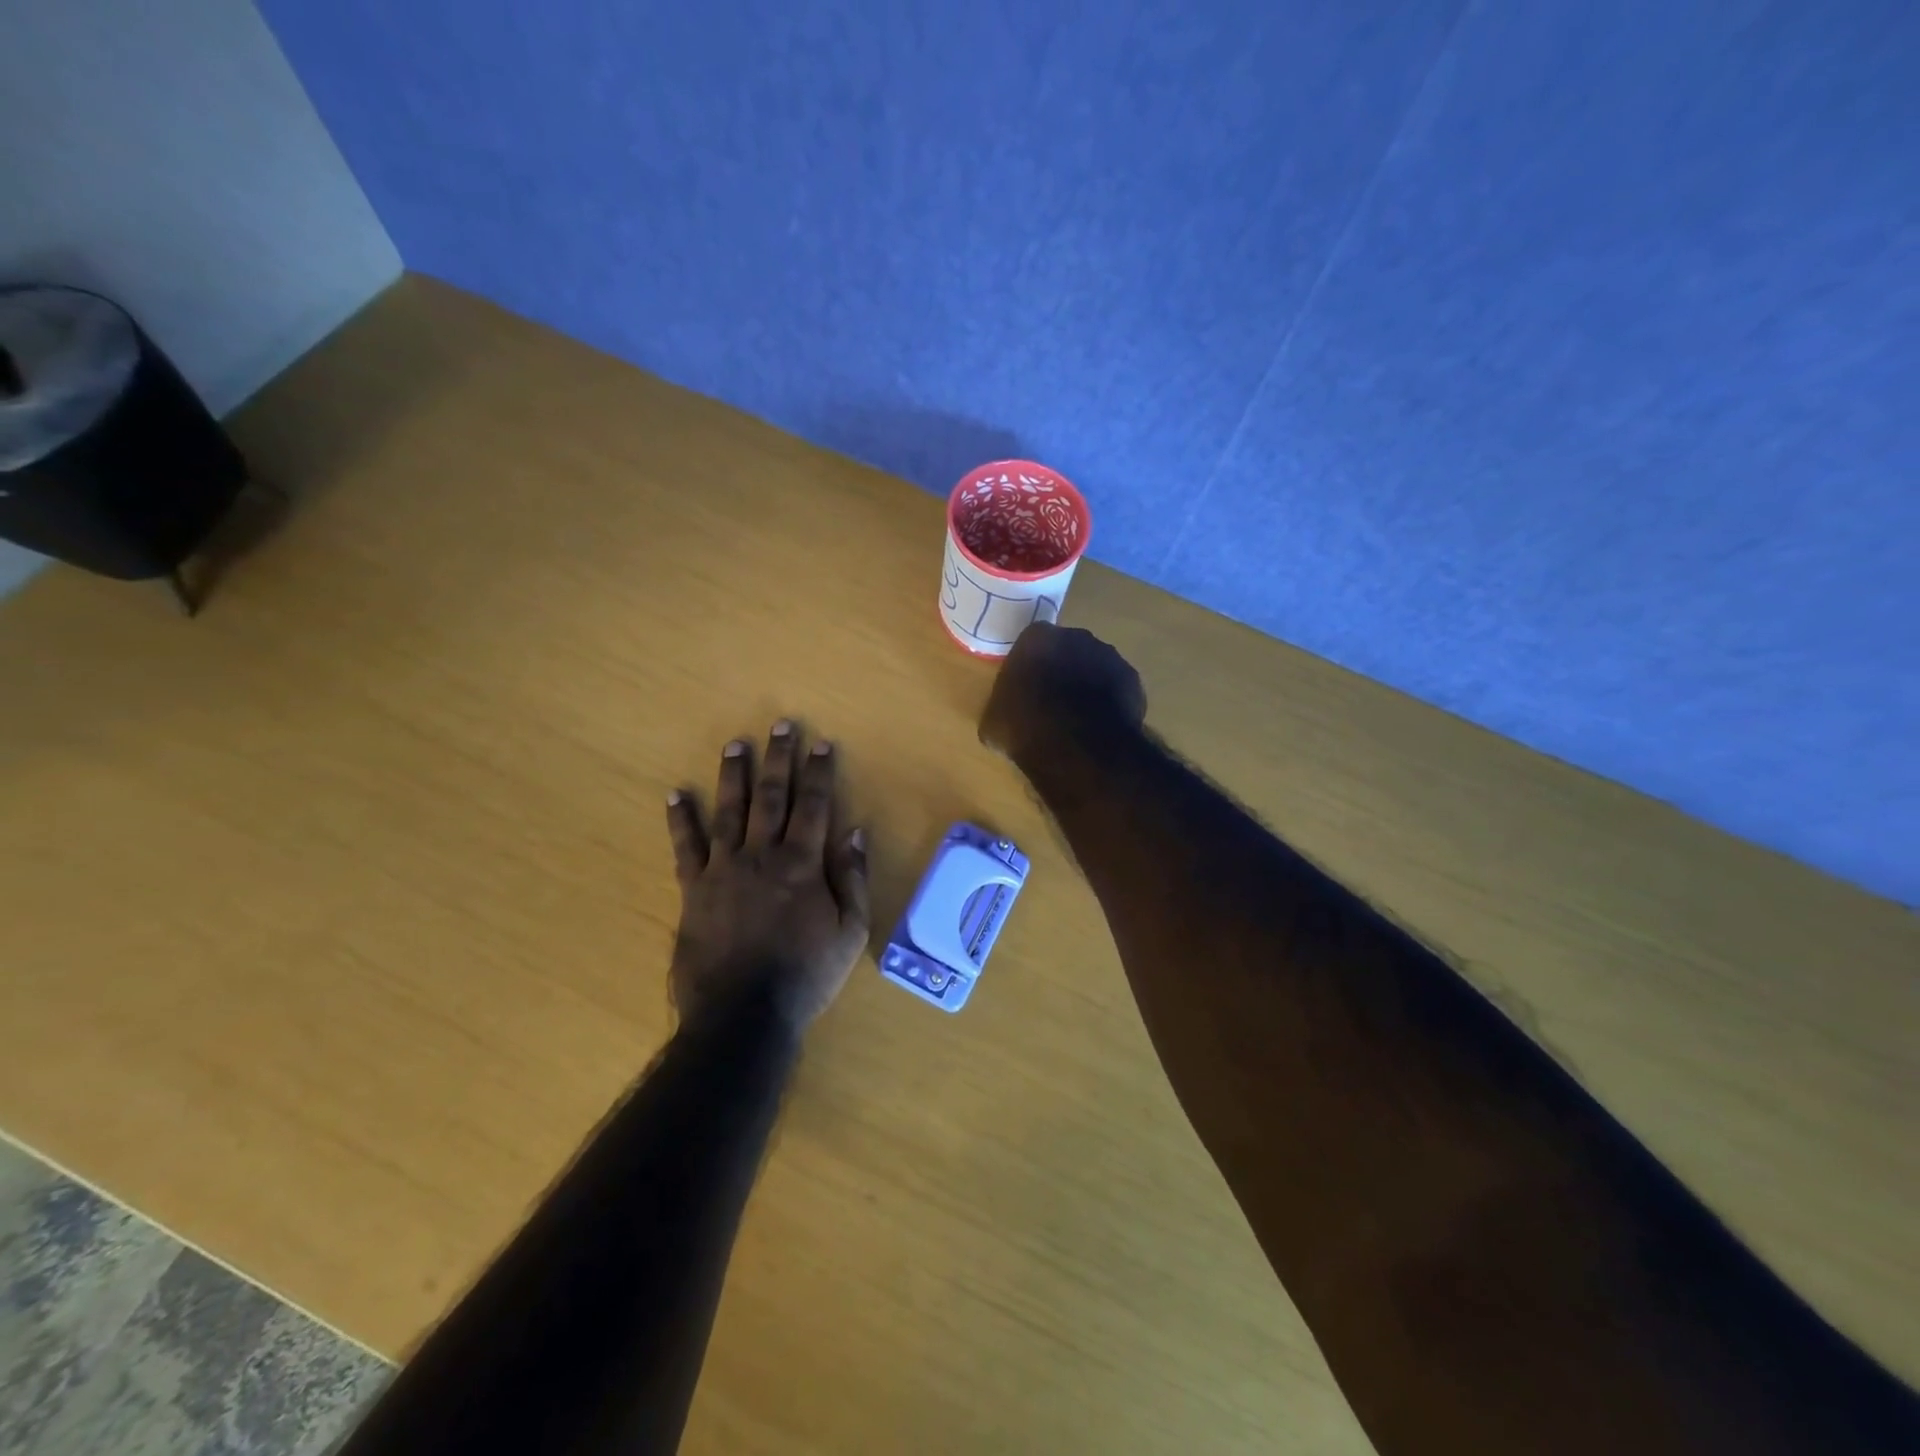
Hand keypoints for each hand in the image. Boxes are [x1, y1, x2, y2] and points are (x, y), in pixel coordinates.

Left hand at [665, 722, 869, 1033]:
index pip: (814, 806)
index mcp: (802, 865)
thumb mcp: (849, 933)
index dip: (818, 772)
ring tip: (735, 744)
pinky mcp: (693, 889)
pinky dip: (680, 819)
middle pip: (772, 797)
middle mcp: (762, 856)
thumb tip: (856, 834)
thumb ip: (853, 880)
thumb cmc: (805, 975)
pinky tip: (675, 793)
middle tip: (780, 725)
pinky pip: (685, 847)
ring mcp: (723, 870)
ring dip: (734, 775)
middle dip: (778, 758)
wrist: (743, 1014)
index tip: (821, 743)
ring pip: (729, 810)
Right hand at [980, 623, 1146, 764]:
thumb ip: (1001, 706)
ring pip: (1095, 667)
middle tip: (1052, 702)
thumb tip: (1004, 715)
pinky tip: (1100, 726)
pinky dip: (1110, 701)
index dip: (1030, 667)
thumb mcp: (993, 721)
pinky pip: (1117, 687)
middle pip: (1067, 650)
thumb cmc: (1024, 726)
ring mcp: (1109, 655)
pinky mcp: (1132, 678)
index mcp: (1037, 637)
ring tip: (1079, 718)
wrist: (1077, 745)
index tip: (1026, 689)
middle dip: (1062, 670)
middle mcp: (1076, 636)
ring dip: (1088, 685)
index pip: (1031, 644)